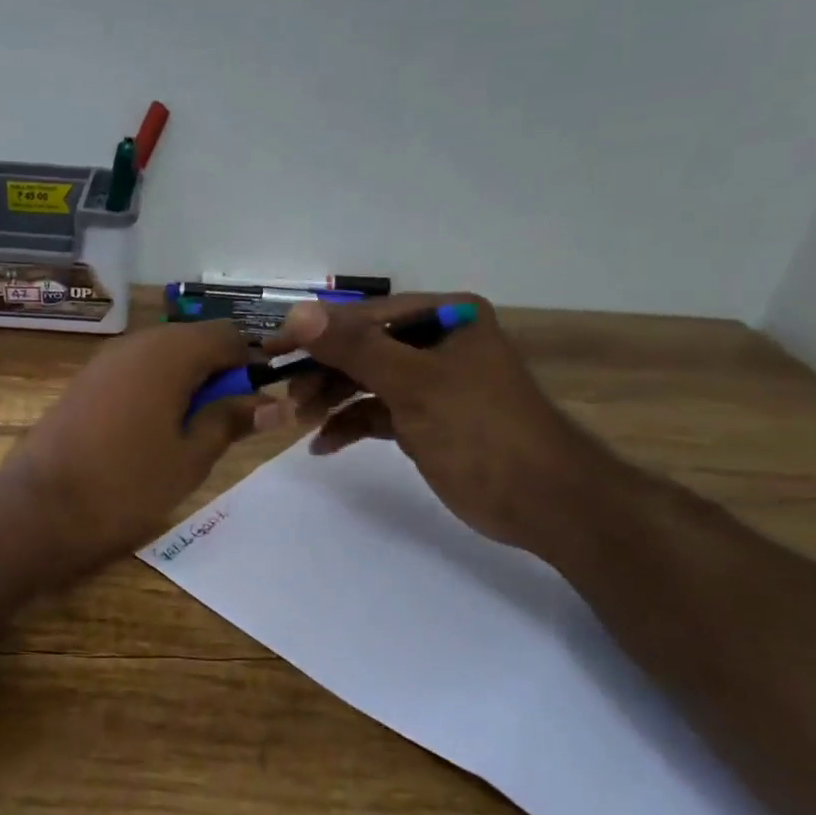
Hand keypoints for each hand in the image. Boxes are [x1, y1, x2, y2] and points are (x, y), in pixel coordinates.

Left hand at [0, 319, 260, 568]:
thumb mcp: (191, 457)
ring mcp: (107, 358)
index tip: (258, 403)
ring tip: (191, 431)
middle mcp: (138, 342)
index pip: (229, 335)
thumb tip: (271, 402)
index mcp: (171, 352)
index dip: (252, 364)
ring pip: (165, 356)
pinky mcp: (86, 379)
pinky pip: (136, 370)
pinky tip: (154, 430)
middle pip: (195, 341)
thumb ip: (231, 421)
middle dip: (219, 373)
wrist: (40, 506)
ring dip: (188, 382)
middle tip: (227, 422)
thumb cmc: (126, 484)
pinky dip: (157, 388)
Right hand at [268, 293, 612, 554]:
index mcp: (446, 317)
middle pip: (363, 347)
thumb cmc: (482, 431)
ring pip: (366, 380)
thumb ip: (355, 349)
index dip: (317, 332)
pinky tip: (323, 444)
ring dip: (331, 399)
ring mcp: (431, 382)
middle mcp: (437, 341)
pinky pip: (377, 412)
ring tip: (299, 421)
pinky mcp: (426, 418)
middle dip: (323, 371)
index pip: (366, 316)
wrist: (543, 502)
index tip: (272, 349)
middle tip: (284, 394)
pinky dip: (350, 424)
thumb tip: (297, 313)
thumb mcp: (414, 385)